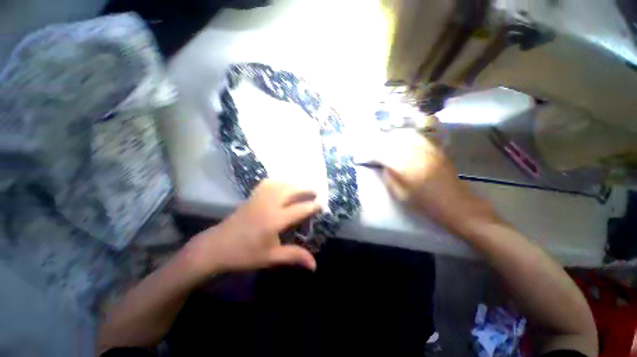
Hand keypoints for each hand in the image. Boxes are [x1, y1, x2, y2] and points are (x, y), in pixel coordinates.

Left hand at [182, 180, 320, 279]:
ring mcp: (259, 198)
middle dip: (305, 189)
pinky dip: (278, 181)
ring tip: (302, 186)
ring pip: (280, 184)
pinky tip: (282, 184)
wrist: (216, 247)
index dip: (312, 206)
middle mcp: (269, 204)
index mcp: (275, 220)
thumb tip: (315, 265)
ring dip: (293, 183)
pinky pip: (268, 183)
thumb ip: (294, 256)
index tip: (322, 204)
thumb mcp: (271, 257)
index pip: (300, 209)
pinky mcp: (252, 196)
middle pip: (291, 190)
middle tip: (315, 191)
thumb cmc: (244, 254)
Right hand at [376, 129, 496, 233]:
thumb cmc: (425, 202)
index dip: (369, 153)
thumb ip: (388, 176)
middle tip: (370, 149)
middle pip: (390, 140)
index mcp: (403, 165)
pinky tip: (400, 141)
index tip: (361, 157)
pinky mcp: (434, 147)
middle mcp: (414, 151)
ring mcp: (425, 147)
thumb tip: (383, 165)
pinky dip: (404, 137)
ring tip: (383, 144)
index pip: (380, 152)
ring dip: (390, 138)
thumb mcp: (399, 193)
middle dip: (377, 143)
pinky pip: (415, 136)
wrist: (455, 203)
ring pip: (402, 135)